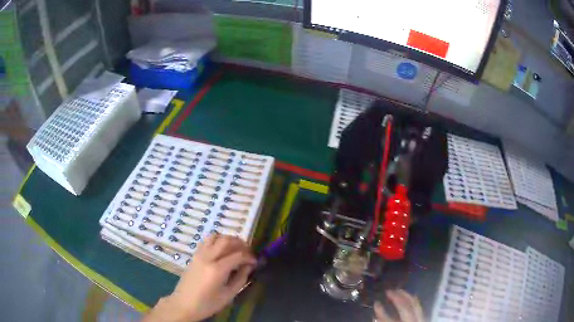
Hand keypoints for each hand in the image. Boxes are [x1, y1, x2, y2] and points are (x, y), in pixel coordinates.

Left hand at [144, 234, 256, 321]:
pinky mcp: (194, 255)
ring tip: (235, 248)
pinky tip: (222, 250)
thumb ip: (240, 279)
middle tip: (248, 252)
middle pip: (226, 240)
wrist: (184, 304)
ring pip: (215, 236)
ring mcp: (199, 254)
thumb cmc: (207, 304)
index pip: (238, 255)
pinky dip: (217, 241)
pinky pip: (207, 241)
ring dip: (228, 239)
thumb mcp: (228, 295)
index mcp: (217, 270)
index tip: (255, 262)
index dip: (249, 257)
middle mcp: (208, 257)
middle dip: (240, 243)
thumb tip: (249, 266)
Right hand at [374, 290, 424, 321]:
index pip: (388, 319)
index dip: (381, 311)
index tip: (375, 303)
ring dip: (406, 296)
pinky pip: (420, 307)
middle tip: (388, 290)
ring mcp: (419, 320)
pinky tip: (411, 296)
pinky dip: (415, 300)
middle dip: (396, 298)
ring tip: (398, 290)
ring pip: (414, 304)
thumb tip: (375, 317)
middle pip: (404, 308)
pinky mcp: (423, 319)